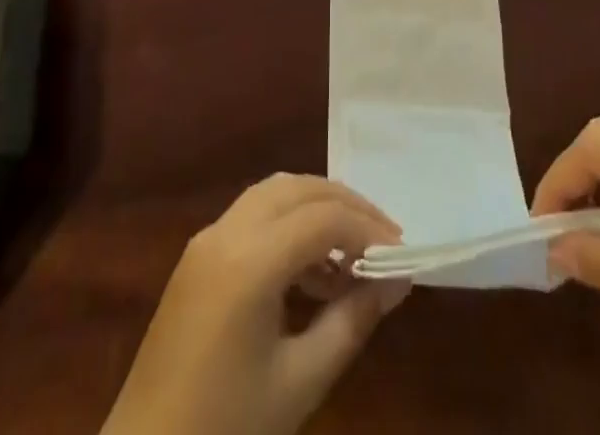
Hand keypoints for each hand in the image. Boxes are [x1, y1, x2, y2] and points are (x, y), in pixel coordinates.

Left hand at [101, 175, 409, 434]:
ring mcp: (206, 241)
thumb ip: (352, 322)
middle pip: (298, 189)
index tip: (402, 254)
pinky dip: (288, 226)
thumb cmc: (225, 430)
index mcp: (249, 260)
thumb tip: (396, 282)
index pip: (323, 218)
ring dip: (316, 210)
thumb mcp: (300, 382)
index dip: (368, 229)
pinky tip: (311, 272)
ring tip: (352, 257)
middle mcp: (226, 232)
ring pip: (274, 195)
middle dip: (345, 206)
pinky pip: (253, 217)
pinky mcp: (197, 258)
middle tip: (383, 239)